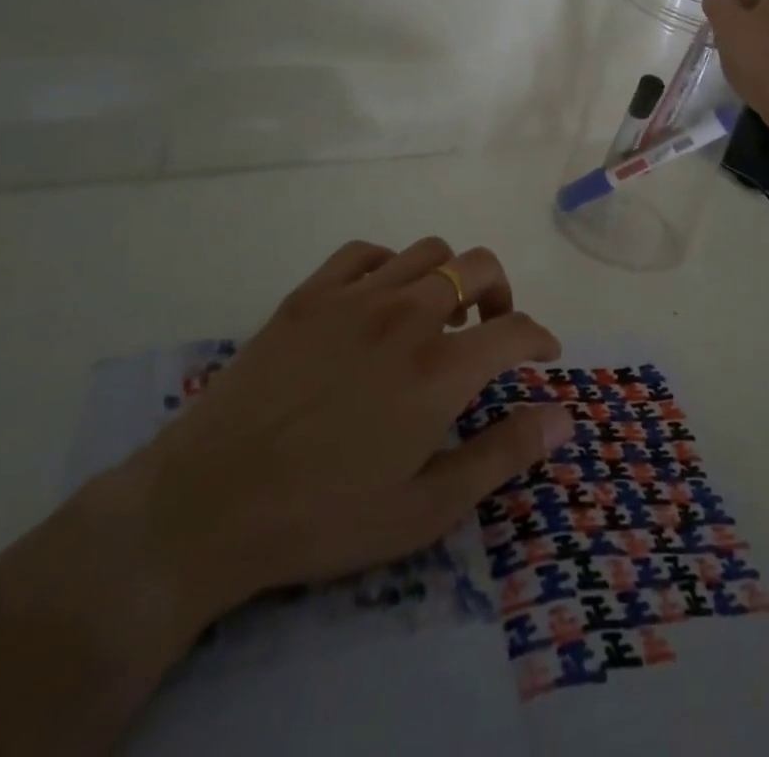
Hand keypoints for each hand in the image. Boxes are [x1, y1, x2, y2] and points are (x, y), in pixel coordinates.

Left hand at [102, 237, 572, 644]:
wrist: (207, 505)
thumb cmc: (323, 517)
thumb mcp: (426, 509)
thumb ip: (502, 455)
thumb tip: (562, 417)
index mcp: (440, 369)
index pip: (515, 330)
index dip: (540, 338)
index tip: (543, 353)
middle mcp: (406, 315)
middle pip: (477, 267)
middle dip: (501, 292)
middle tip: (492, 330)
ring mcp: (355, 297)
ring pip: (427, 251)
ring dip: (449, 276)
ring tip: (438, 315)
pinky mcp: (310, 294)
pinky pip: (366, 252)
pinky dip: (389, 266)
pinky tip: (380, 300)